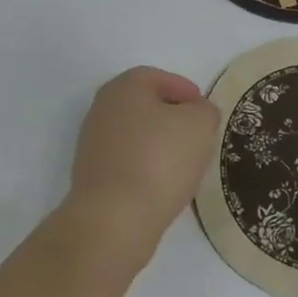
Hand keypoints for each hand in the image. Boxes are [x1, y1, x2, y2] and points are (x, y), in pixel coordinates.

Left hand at [64, 67, 220, 276]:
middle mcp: (102, 109)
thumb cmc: (159, 160)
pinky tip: (164, 185)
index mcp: (124, 87)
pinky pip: (128, 162)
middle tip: (198, 136)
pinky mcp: (93, 175)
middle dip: (173, 118)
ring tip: (185, 164)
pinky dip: (147, 167)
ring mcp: (93, 143)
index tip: (204, 111)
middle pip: (145, 106)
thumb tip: (197, 113)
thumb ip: (205, 110)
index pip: (157, 77)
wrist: (114, 219)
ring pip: (136, 135)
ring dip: (160, 144)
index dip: (185, 90)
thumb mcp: (199, 125)